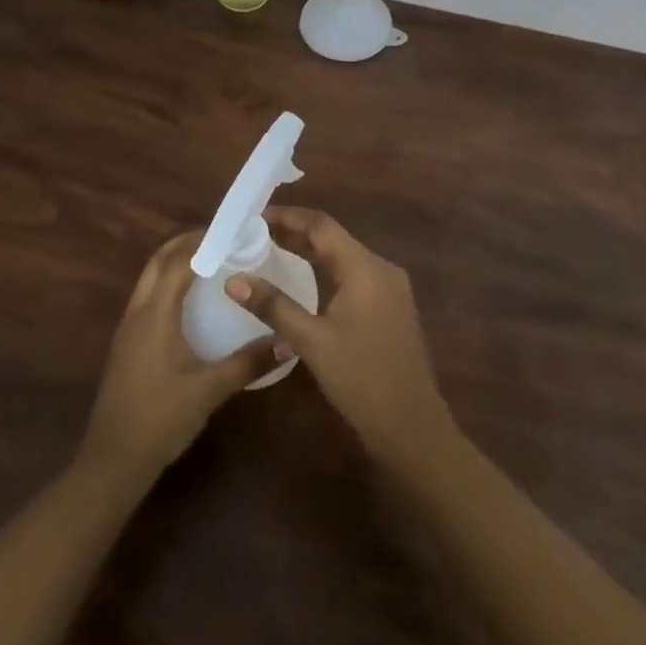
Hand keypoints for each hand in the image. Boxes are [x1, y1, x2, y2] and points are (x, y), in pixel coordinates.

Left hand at [79, 230, 288, 481]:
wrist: (113, 460)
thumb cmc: (160, 418)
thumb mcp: (209, 390)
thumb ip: (248, 363)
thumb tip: (288, 342)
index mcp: (155, 314)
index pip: (178, 261)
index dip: (203, 242)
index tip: (233, 232)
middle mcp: (138, 311)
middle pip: (158, 261)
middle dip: (187, 244)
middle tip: (223, 240)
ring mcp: (128, 327)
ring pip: (150, 278)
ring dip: (175, 262)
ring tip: (211, 261)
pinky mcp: (128, 343)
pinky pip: (148, 296)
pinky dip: (168, 283)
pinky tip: (191, 300)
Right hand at [225, 207, 451, 468]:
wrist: (412, 428)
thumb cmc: (361, 380)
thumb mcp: (312, 341)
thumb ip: (273, 306)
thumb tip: (233, 280)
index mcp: (365, 268)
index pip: (321, 225)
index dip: (287, 217)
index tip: (253, 217)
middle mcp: (380, 268)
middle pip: (332, 237)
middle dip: (294, 231)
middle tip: (254, 232)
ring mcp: (388, 288)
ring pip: (342, 255)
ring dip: (308, 249)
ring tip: (269, 248)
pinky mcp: (388, 306)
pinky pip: (351, 273)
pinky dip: (324, 268)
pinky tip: (302, 277)